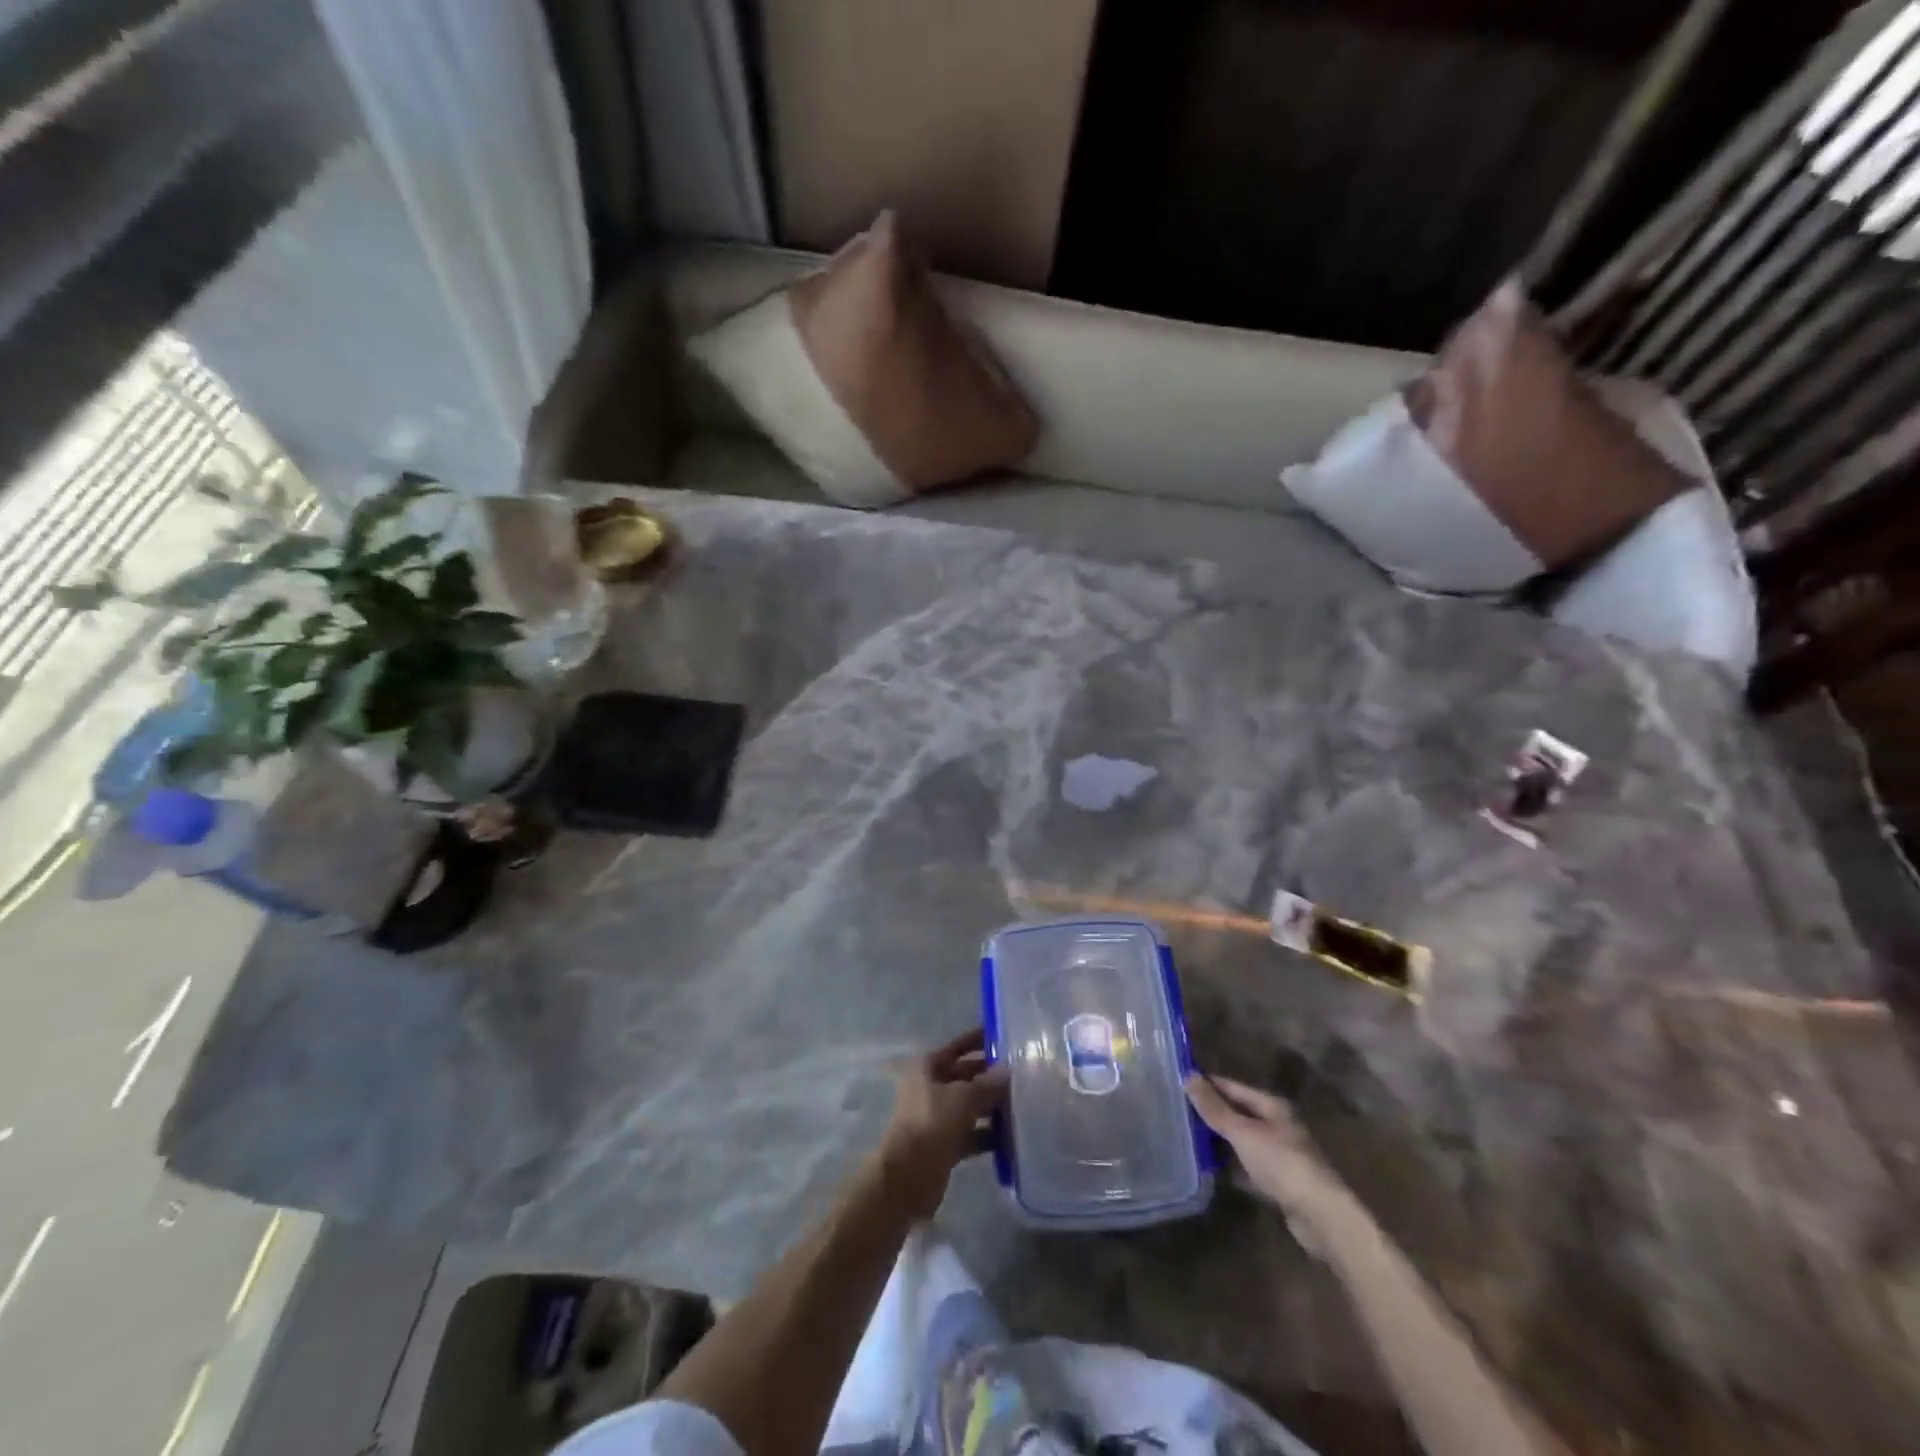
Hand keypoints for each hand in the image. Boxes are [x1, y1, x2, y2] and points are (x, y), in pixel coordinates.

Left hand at [874, 1029, 1008, 1220]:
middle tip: (1023, 1075)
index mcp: (927, 1067)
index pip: (958, 1047)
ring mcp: (937, 1117)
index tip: (1004, 1036)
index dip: (978, 1040)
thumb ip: (988, 1084)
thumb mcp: (963, 1097)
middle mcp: (931, 1088)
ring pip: (970, 1106)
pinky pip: (972, 1133)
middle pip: (965, 1076)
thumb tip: (1008, 1070)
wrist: (908, 1175)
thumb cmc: (932, 1122)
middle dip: (991, 1077)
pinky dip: (988, 1134)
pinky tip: (1013, 1137)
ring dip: (993, 1107)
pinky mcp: (945, 1143)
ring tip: (1024, 1105)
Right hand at [1186, 1074, 1354, 1238]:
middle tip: (1176, 1111)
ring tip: (1185, 1137)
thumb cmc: (1281, 1163)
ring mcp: (1279, 1155)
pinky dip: (1230, 1166)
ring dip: (1219, 1140)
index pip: (1232, 1087)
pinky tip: (1209, 1168)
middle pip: (1238, 1113)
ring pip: (1241, 1140)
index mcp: (1271, 1106)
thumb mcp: (1243, 1132)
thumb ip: (1215, 1108)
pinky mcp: (1278, 1182)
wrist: (1321, 1216)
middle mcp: (1277, 1125)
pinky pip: (1247, 1166)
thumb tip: (1187, 1075)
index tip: (1178, 1082)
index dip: (1207, 1084)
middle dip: (1211, 1112)